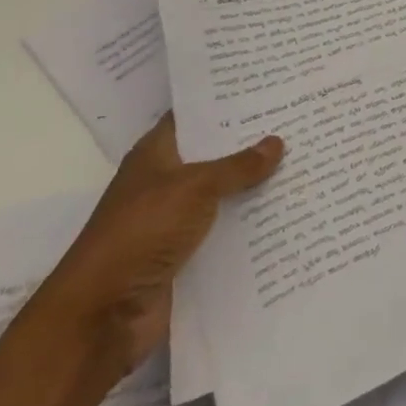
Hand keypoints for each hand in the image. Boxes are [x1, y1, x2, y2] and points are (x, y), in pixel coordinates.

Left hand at [32, 114, 283, 377]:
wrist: (100, 318)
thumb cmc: (141, 233)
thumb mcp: (194, 188)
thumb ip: (237, 166)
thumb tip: (277, 142)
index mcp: (156, 155)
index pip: (195, 115)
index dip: (227, 102)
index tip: (269, 87)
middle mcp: (165, 183)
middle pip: (215, 155)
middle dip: (252, 142)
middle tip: (299, 120)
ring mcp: (174, 222)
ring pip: (224, 195)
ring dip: (255, 186)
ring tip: (304, 161)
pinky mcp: (185, 257)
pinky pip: (225, 232)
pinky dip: (250, 225)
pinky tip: (287, 211)